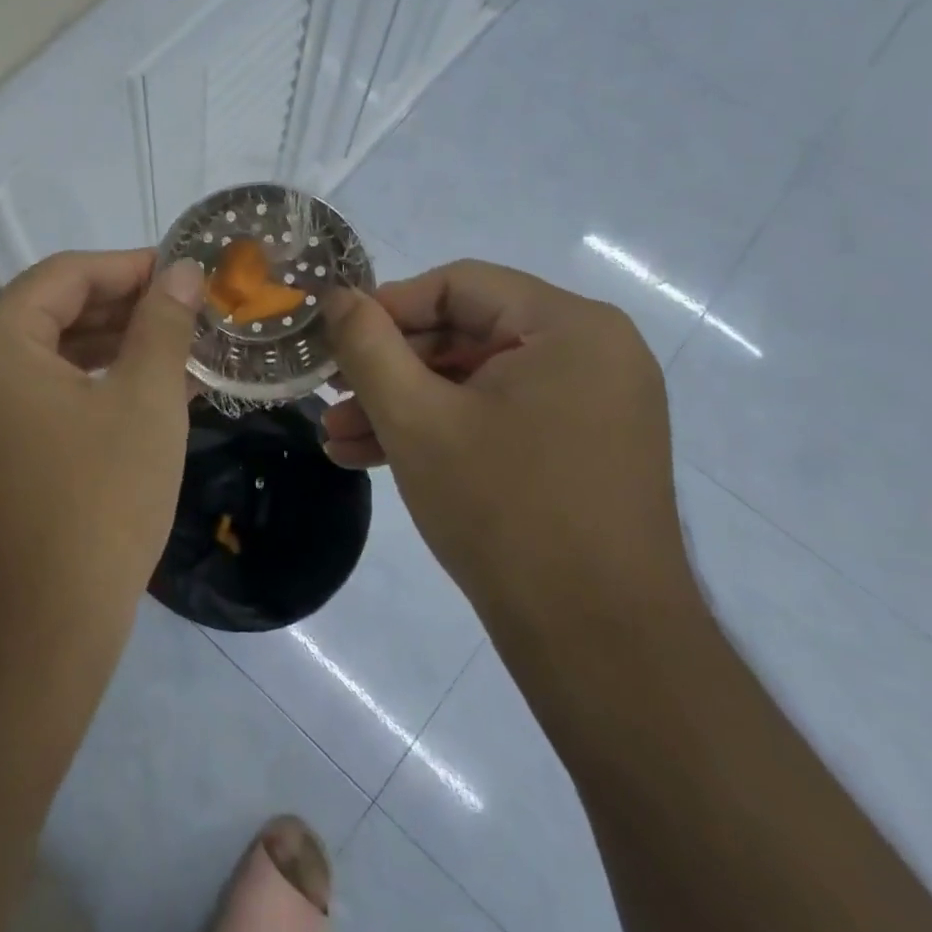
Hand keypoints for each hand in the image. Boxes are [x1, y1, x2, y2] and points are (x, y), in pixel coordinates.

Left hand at [0, 249, 204, 644]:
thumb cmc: (95, 504)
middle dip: (125, 308)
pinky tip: (143, 394)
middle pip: (52, 313)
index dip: (131, 266)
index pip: (65, 275)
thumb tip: (184, 272)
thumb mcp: (144, 401)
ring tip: (179, 349)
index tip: (186, 272)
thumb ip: (163, 324)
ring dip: (112, 349)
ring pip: (47, 358)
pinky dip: (89, 388)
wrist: (33, 636)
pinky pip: (39, 398)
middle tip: (190, 311)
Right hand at [322, 261, 699, 658]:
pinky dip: (443, 432)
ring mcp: (592, 405)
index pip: (457, 286)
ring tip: (339, 437)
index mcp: (568, 326)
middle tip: (331, 395)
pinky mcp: (582, 449)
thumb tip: (337, 296)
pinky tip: (378, 459)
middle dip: (389, 369)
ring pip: (476, 382)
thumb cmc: (504, 510)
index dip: (386, 309)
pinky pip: (500, 417)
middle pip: (465, 333)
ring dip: (405, 405)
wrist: (600, 645)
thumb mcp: (416, 418)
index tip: (335, 342)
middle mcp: (592, 352)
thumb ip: (368, 345)